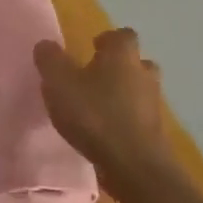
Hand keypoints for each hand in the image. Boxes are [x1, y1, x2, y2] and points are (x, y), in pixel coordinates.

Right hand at [33, 29, 178, 199]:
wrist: (135, 166)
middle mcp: (143, 73)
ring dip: (123, 95)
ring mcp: (153, 104)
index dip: (108, 40)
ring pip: (139, 90)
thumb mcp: (59, 83)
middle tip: (94, 78)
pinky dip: (126, 120)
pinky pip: (139, 117)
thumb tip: (46, 45)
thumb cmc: (95, 115)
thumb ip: (50, 60)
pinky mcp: (156, 132)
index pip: (122, 35)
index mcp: (122, 55)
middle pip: (135, 62)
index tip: (92, 49)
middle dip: (118, 67)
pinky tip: (106, 133)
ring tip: (98, 108)